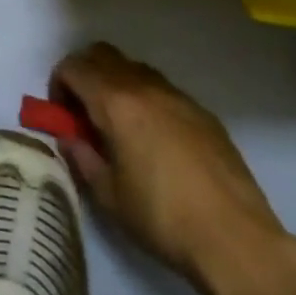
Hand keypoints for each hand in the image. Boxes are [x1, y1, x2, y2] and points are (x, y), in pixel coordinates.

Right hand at [49, 43, 287, 290]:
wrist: (237, 240)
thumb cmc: (162, 218)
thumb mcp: (108, 195)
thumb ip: (81, 158)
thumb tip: (69, 139)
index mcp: (116, 102)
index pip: (73, 67)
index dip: (57, 84)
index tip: (61, 115)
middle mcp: (146, 87)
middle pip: (102, 54)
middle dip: (84, 74)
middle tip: (83, 112)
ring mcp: (179, 97)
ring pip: (135, 69)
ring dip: (116, 84)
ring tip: (118, 126)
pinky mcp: (204, 114)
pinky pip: (163, 90)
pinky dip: (146, 100)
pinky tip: (154, 140)